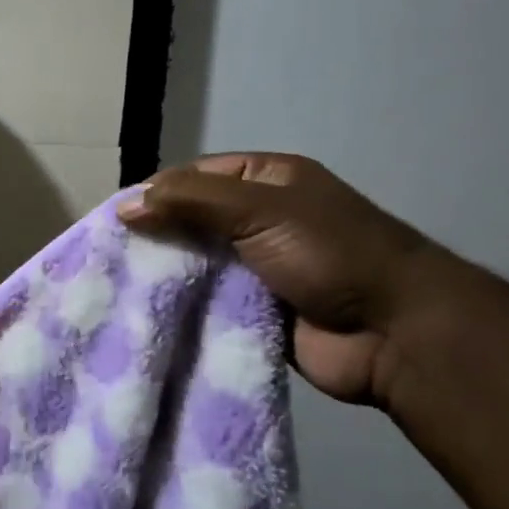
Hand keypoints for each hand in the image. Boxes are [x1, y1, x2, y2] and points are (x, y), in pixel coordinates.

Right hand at [118, 153, 448, 406]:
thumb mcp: (258, 208)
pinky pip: (212, 303)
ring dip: (170, 274)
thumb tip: (124, 205)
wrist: (396, 332)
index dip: (157, 192)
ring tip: (121, 286)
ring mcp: (261, 267)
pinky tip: (151, 313)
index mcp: (268, 180)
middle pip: (194, 220)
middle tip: (112, 255)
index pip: (196, 176)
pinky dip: (187, 307)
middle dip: (158, 235)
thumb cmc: (328, 252)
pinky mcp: (258, 311)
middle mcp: (262, 218)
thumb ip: (190, 201)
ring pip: (200, 263)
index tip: (116, 218)